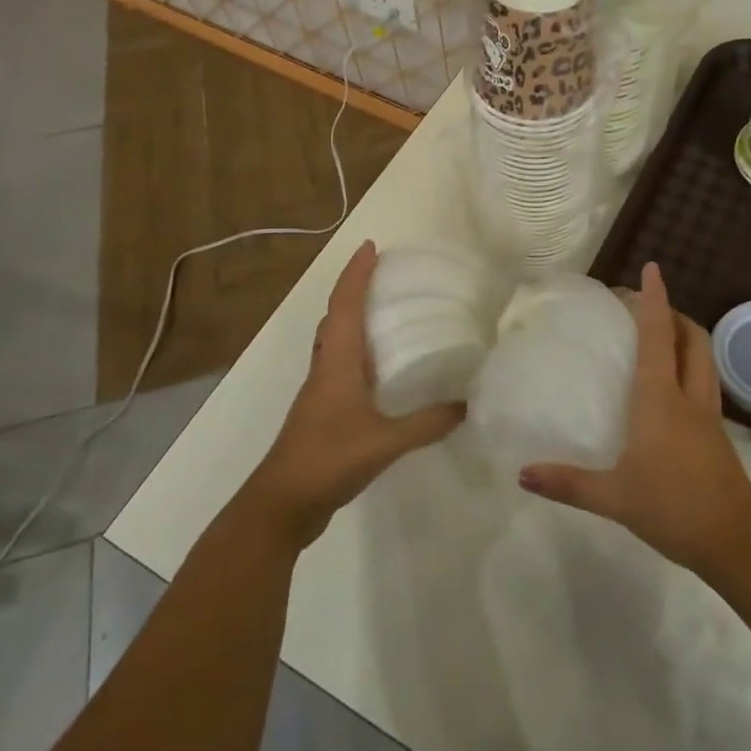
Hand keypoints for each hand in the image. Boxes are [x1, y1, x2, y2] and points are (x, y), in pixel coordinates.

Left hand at [246, 241, 465, 547]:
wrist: (281, 505)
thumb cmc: (328, 459)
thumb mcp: (385, 442)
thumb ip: (428, 423)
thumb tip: (469, 404)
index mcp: (337, 361)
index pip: (345, 304)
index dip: (356, 273)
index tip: (372, 246)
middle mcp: (326, 366)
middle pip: (337, 315)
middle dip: (356, 289)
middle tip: (387, 274)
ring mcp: (321, 390)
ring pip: (337, 340)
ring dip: (355, 318)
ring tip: (388, 311)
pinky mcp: (323, 411)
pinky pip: (342, 365)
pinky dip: (359, 351)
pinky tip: (382, 368)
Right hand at [518, 263, 750, 573]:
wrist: (737, 543)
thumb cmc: (673, 508)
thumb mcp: (614, 497)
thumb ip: (568, 483)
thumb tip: (522, 474)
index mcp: (661, 398)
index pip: (657, 335)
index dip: (654, 299)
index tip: (652, 268)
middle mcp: (688, 396)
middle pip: (691, 336)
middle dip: (672, 312)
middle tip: (644, 307)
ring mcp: (708, 414)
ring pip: (703, 357)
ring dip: (684, 336)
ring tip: (658, 336)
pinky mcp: (717, 434)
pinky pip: (703, 382)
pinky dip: (688, 366)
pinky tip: (669, 388)